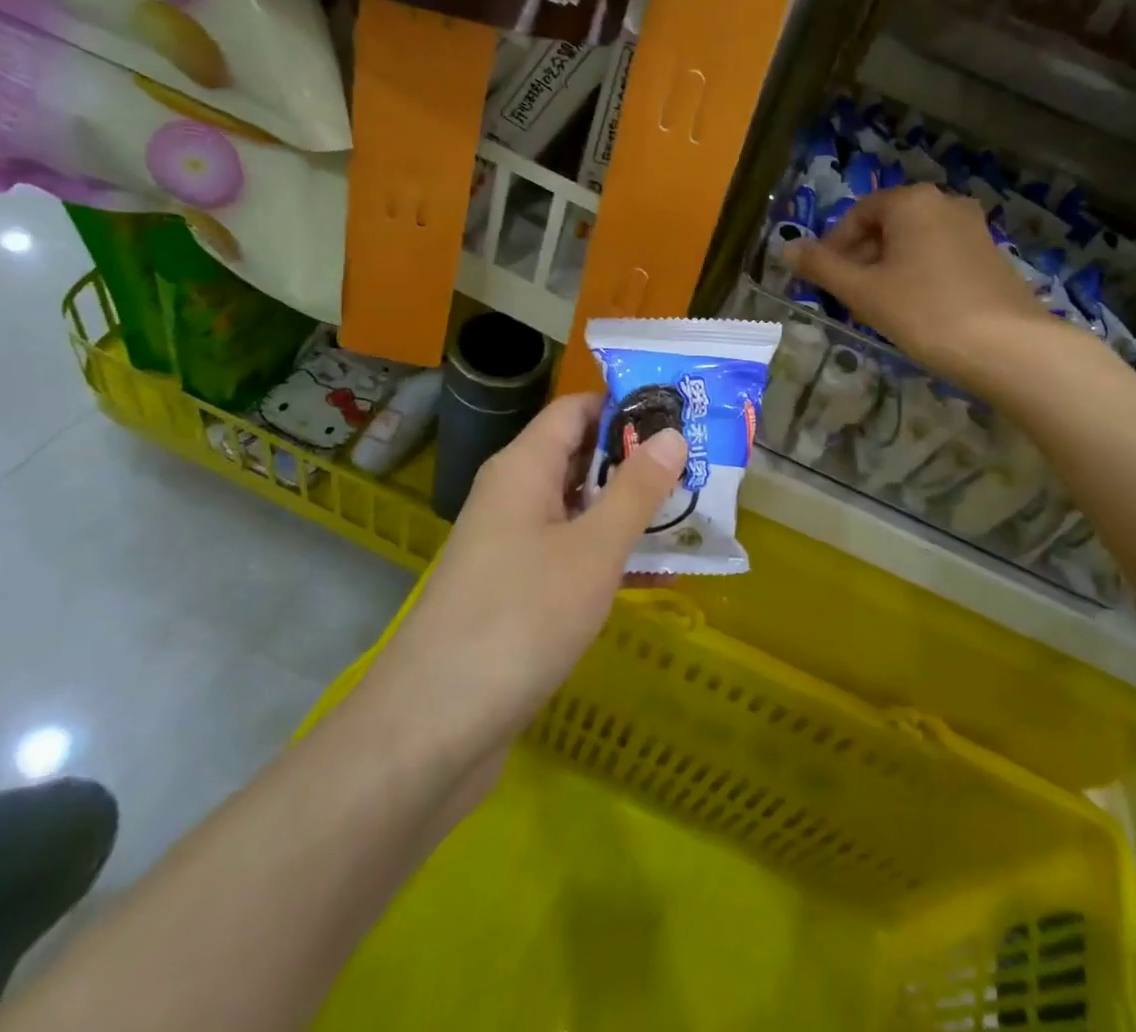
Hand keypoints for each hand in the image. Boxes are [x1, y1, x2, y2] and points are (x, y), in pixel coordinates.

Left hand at [367, 392, 685, 774]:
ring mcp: (513, 546)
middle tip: (702, 465)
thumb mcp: (592, 550)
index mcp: (524, 468)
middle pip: (580, 457)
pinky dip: (611, 556)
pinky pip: (572, 555)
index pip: (576, 410)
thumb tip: (672, 434)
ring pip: (580, 510)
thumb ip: (636, 490)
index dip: (626, 405)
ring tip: (694, 513)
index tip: (682, 413)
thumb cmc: (520, 619)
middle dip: (639, 460)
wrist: (433, 729)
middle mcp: (514, 496)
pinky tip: (660, 575)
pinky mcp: (517, 592)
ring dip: (631, 511)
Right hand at [787, 184, 1059, 390]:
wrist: (1008, 347)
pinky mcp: (991, 254)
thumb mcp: (863, 291)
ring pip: (914, 242)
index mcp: (912, 201)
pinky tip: (917, 309)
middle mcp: (945, 203)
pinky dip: (919, 274)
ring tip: (880, 307)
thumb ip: (822, 267)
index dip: (835, 246)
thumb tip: (786, 248)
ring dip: (889, 268)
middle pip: (888, 225)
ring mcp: (973, 228)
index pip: (859, 214)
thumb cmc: (925, 312)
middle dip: (862, 258)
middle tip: (849, 297)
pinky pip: (940, 255)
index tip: (825, 280)